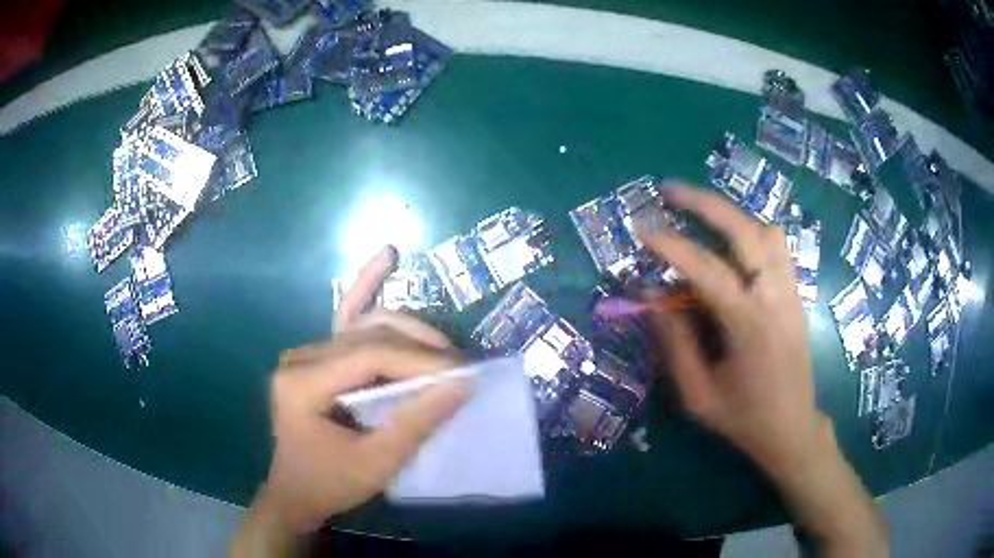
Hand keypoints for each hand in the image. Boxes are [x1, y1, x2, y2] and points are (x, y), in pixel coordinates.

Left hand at [259, 247, 467, 531]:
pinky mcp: (318, 356)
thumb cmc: (331, 484)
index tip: (461, 373)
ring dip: (409, 332)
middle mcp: (300, 357)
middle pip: (369, 333)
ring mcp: (307, 352)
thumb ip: (416, 422)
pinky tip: (388, 256)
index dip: (420, 360)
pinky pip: (347, 316)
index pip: (370, 354)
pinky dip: (368, 285)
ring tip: (444, 351)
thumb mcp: (376, 463)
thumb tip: (462, 384)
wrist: (296, 493)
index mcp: (302, 383)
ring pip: (366, 323)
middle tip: (460, 368)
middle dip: (420, 348)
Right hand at [643, 184, 885, 555]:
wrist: (792, 429)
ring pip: (767, 232)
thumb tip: (652, 295)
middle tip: (670, 191)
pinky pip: (778, 248)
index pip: (708, 270)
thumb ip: (674, 343)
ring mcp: (792, 293)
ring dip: (731, 216)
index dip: (672, 247)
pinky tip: (731, 242)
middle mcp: (776, 299)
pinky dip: (751, 233)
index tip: (642, 231)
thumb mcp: (697, 394)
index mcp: (750, 327)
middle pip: (746, 231)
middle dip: (706, 204)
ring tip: (700, 213)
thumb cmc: (742, 419)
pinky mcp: (797, 296)